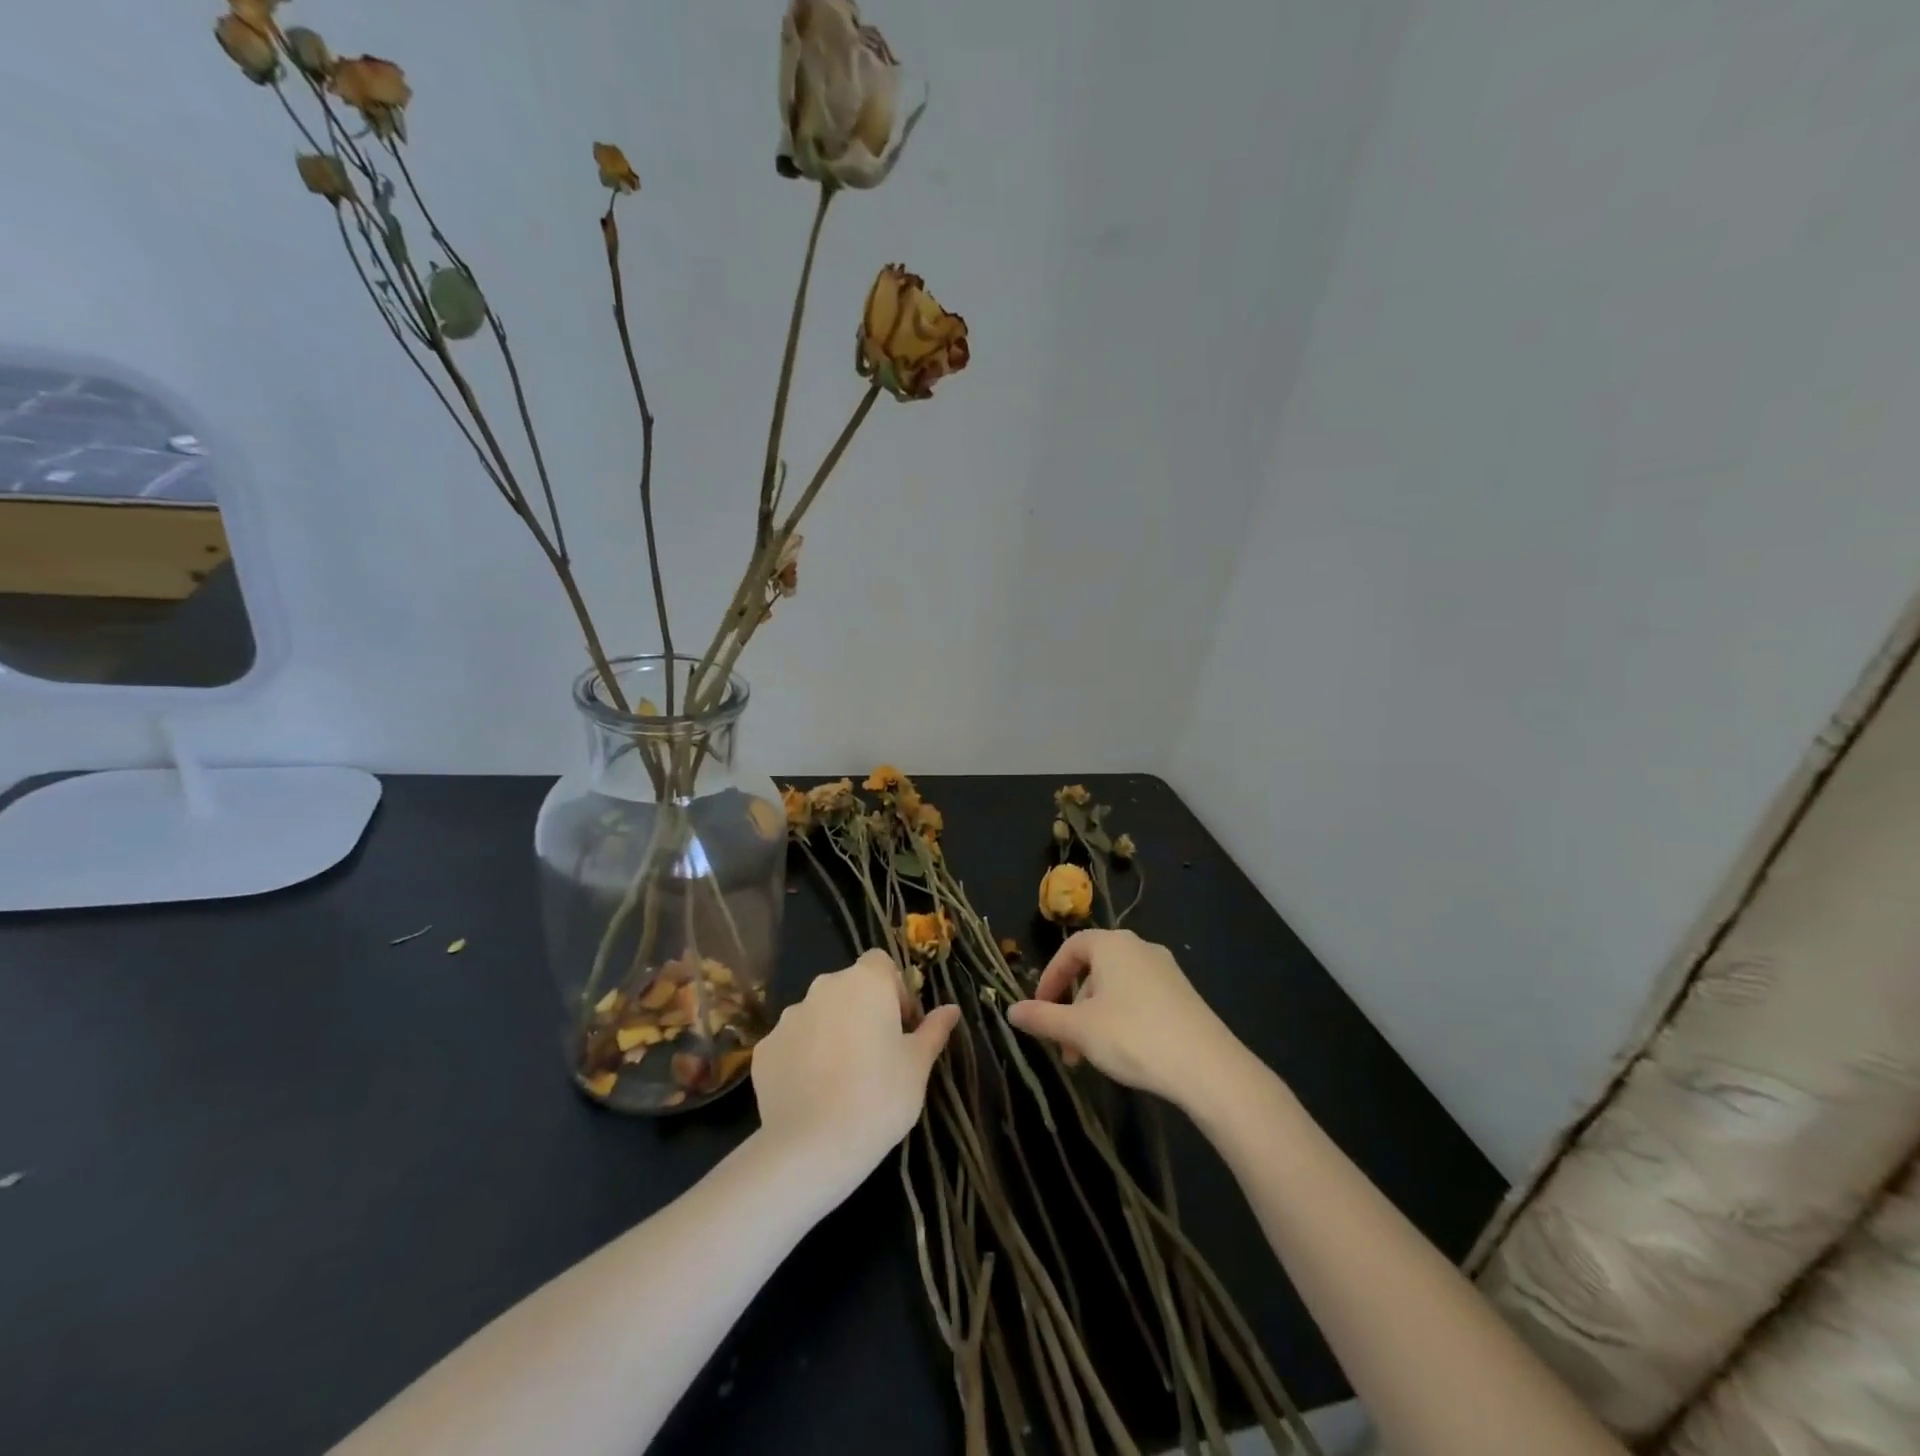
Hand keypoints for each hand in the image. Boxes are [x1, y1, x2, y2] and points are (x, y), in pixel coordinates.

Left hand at [752, 949, 960, 1186]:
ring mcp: (789, 1017)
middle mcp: (824, 988)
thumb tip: (951, 1009)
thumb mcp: (918, 1065)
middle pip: (849, 987)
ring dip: (832, 1032)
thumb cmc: (880, 1097)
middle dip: (863, 1011)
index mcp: (865, 982)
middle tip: (877, 1055)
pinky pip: (792, 1043)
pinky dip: (803, 1057)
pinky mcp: (765, 1049)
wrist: (812, 1147)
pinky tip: (814, 1092)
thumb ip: (934, 1030)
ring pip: (819, 1014)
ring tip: (843, 1078)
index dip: (894, 989)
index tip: (902, 1027)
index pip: (881, 963)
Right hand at [1006, 930, 1246, 1112]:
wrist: (1208, 1067)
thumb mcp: (1079, 1030)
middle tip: (1063, 1045)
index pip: (1070, 950)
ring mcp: (1165, 970)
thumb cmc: (1133, 1036)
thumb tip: (1011, 1011)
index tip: (1039, 1009)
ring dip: (1094, 1018)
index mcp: (1112, 944)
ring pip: (1116, 988)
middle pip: (1093, 970)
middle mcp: (1139, 947)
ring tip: (1088, 1058)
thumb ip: (1042, 1018)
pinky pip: (1140, 998)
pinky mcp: (1183, 995)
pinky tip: (1122, 1053)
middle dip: (1072, 1007)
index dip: (1050, 978)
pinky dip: (1121, 1019)